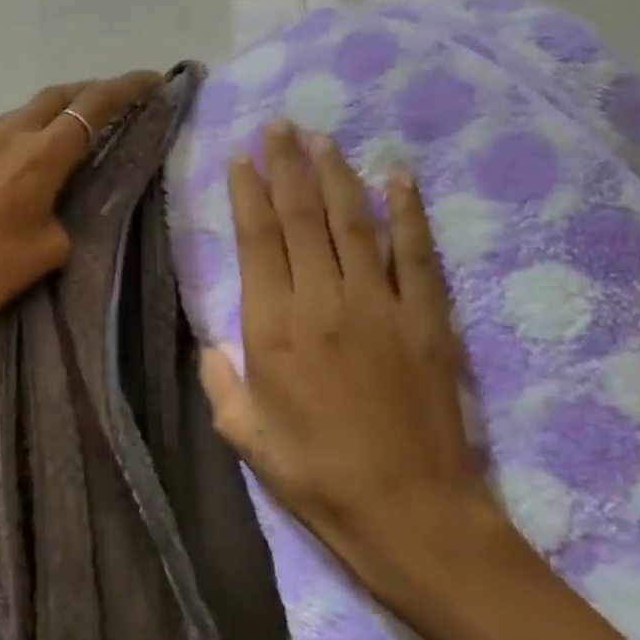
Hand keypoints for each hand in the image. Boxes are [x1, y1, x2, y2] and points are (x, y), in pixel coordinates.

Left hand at [0, 71, 162, 364]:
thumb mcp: (46, 253)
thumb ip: (63, 215)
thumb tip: (53, 204)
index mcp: (38, 157)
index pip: (93, 107)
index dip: (127, 88)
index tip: (152, 80)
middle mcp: (3, 138)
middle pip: (53, 97)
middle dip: (87, 93)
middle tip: (111, 104)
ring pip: (16, 117)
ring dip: (46, 117)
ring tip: (62, 136)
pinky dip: (11, 143)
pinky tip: (8, 171)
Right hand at [198, 122, 519, 616]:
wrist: (409, 512)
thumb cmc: (315, 476)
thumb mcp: (244, 436)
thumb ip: (222, 382)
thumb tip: (211, 345)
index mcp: (273, 329)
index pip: (258, 240)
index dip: (249, 193)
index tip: (242, 158)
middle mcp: (324, 302)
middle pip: (303, 217)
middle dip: (288, 166)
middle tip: (279, 126)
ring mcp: (381, 306)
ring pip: (354, 223)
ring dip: (336, 176)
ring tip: (321, 140)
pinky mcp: (428, 320)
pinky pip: (416, 253)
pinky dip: (407, 212)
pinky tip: (397, 178)